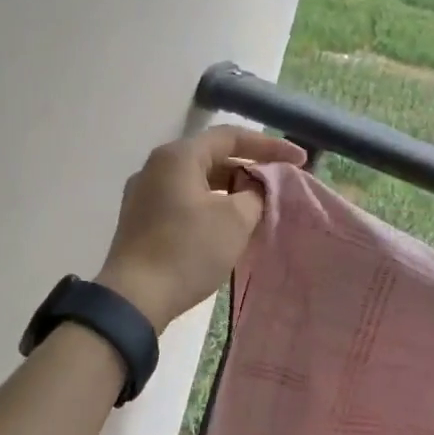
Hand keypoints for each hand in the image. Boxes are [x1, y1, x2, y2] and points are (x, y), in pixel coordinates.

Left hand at [95, 126, 305, 331]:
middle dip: (249, 168)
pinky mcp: (141, 219)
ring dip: (230, 189)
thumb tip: (253, 189)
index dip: (269, 146)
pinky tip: (228, 223)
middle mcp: (156, 166)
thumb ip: (254, 194)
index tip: (299, 160)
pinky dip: (210, 204)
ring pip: (197, 180)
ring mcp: (144, 193)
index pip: (230, 137)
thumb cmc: (188, 251)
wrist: (134, 297)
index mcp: (178, 156)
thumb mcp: (235, 220)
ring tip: (258, 204)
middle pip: (211, 156)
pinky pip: (183, 200)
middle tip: (280, 183)